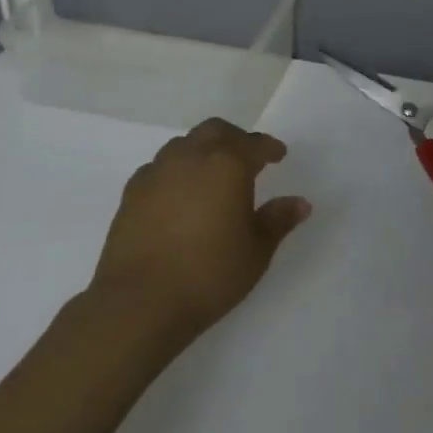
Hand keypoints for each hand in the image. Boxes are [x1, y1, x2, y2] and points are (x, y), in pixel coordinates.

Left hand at [88, 118, 310, 340]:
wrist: (139, 301)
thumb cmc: (209, 274)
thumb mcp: (256, 251)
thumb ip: (278, 220)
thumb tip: (300, 203)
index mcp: (227, 164)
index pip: (254, 144)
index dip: (269, 148)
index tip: (278, 155)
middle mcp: (191, 156)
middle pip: (216, 131)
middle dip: (235, 138)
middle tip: (247, 157)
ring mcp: (157, 171)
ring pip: (184, 145)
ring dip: (203, 151)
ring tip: (212, 175)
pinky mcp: (132, 191)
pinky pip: (159, 167)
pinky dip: (175, 171)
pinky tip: (178, 194)